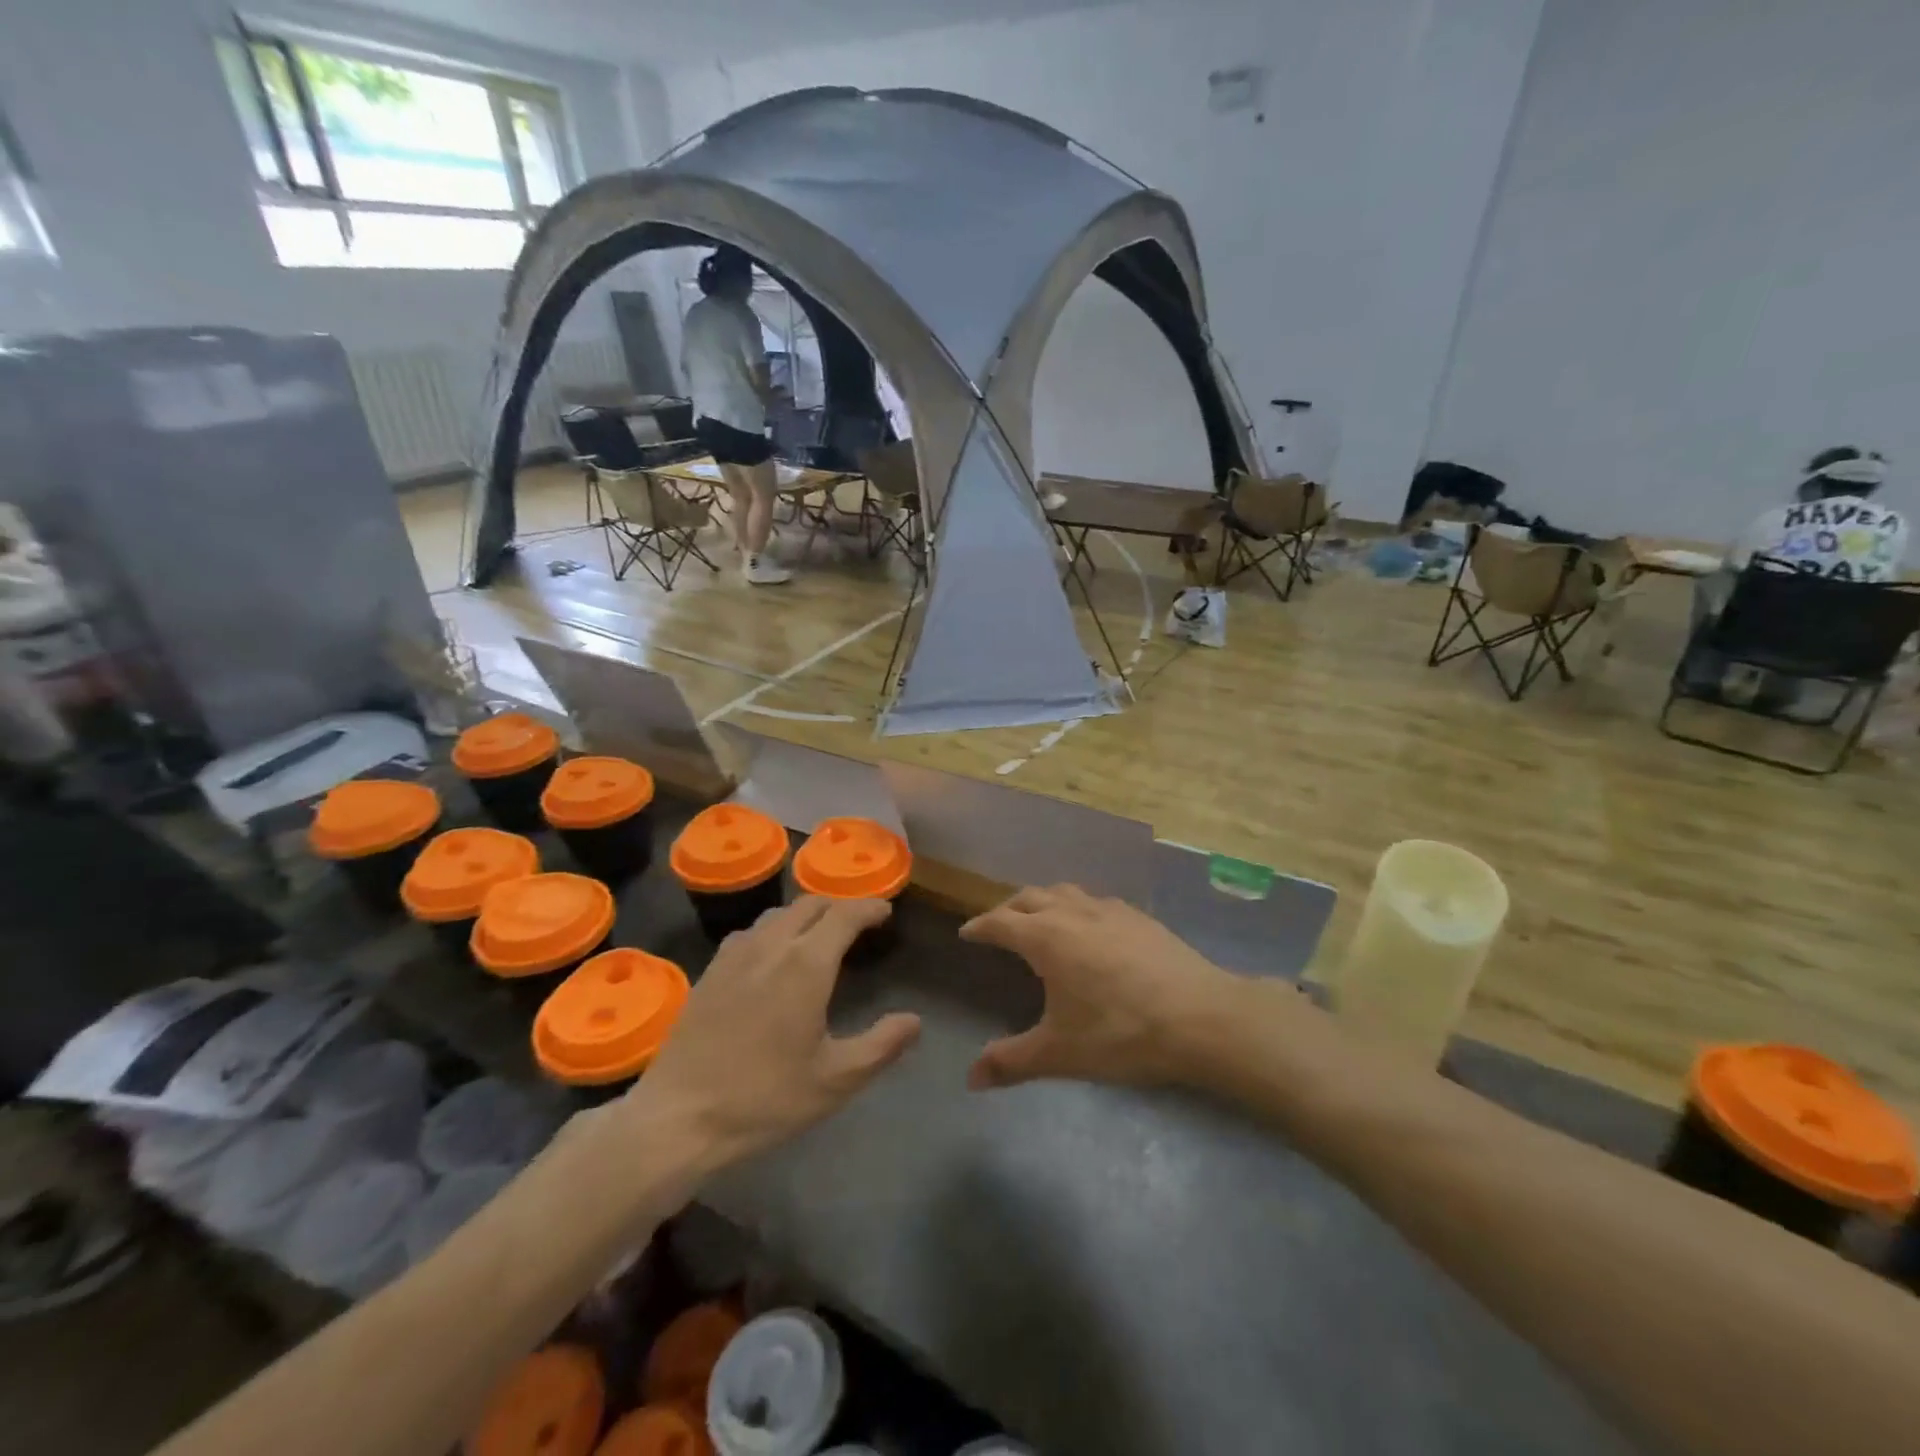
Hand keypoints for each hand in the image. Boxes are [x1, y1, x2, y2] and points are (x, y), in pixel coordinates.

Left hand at [634, 897, 920, 1165]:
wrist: (679, 1117)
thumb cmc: (765, 1098)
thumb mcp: (835, 1081)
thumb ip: (881, 1046)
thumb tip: (914, 1021)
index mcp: (806, 964)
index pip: (845, 915)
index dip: (869, 908)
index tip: (885, 912)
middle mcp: (771, 946)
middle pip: (810, 904)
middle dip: (839, 906)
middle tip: (858, 923)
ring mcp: (735, 956)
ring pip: (777, 914)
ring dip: (805, 915)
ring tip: (819, 935)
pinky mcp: (710, 972)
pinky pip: (750, 933)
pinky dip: (774, 930)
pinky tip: (772, 957)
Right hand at [959, 884, 1244, 1089]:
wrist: (1202, 1018)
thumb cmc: (1122, 1033)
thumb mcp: (1060, 1053)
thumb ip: (1012, 1062)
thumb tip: (971, 1078)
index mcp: (1047, 937)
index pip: (1001, 922)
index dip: (980, 927)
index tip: (967, 933)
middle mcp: (1073, 912)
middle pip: (1030, 897)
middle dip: (1008, 909)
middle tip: (999, 927)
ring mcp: (1110, 910)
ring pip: (1065, 891)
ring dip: (1043, 901)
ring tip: (1040, 919)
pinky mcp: (1139, 916)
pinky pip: (1095, 901)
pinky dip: (1078, 906)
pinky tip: (1090, 929)